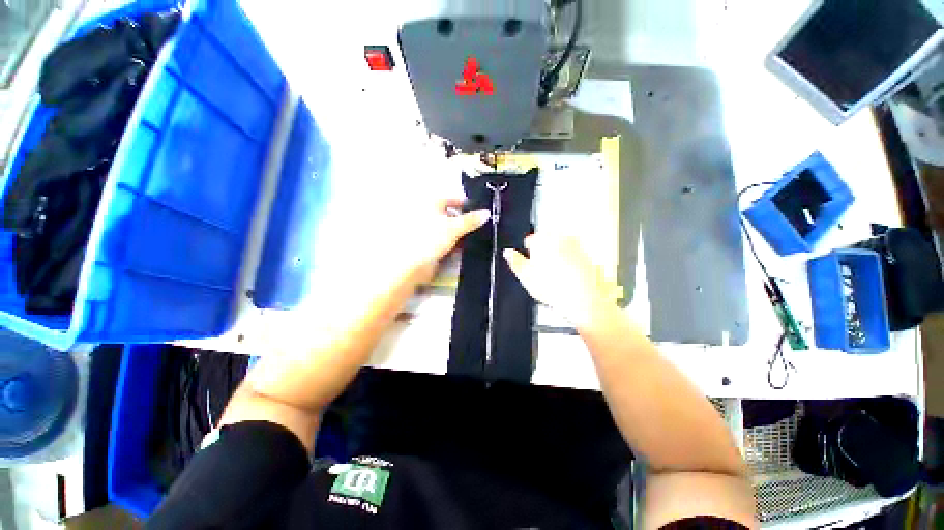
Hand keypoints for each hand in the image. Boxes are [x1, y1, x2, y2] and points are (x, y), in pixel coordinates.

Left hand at [408, 197, 489, 282]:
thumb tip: (487, 213)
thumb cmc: (432, 238)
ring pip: (452, 229)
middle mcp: (431, 216)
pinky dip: (459, 243)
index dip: (465, 203)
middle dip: (467, 220)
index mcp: (431, 205)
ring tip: (481, 236)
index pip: (451, 199)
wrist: (415, 264)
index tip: (480, 209)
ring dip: (464, 233)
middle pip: (452, 215)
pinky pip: (450, 241)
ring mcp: (432, 232)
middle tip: (484, 224)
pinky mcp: (434, 246)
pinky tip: (470, 246)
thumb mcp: (454, 227)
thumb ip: (471, 220)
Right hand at [504, 234, 612, 327]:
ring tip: (553, 277)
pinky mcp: (587, 256)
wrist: (584, 299)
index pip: (530, 240)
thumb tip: (508, 253)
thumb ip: (515, 261)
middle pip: (546, 242)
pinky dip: (568, 264)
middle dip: (542, 253)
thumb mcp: (525, 276)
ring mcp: (576, 245)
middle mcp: (561, 238)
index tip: (529, 263)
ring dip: (555, 258)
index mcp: (543, 239)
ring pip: (560, 249)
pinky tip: (566, 279)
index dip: (528, 253)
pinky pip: (572, 257)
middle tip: (540, 271)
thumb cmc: (555, 288)